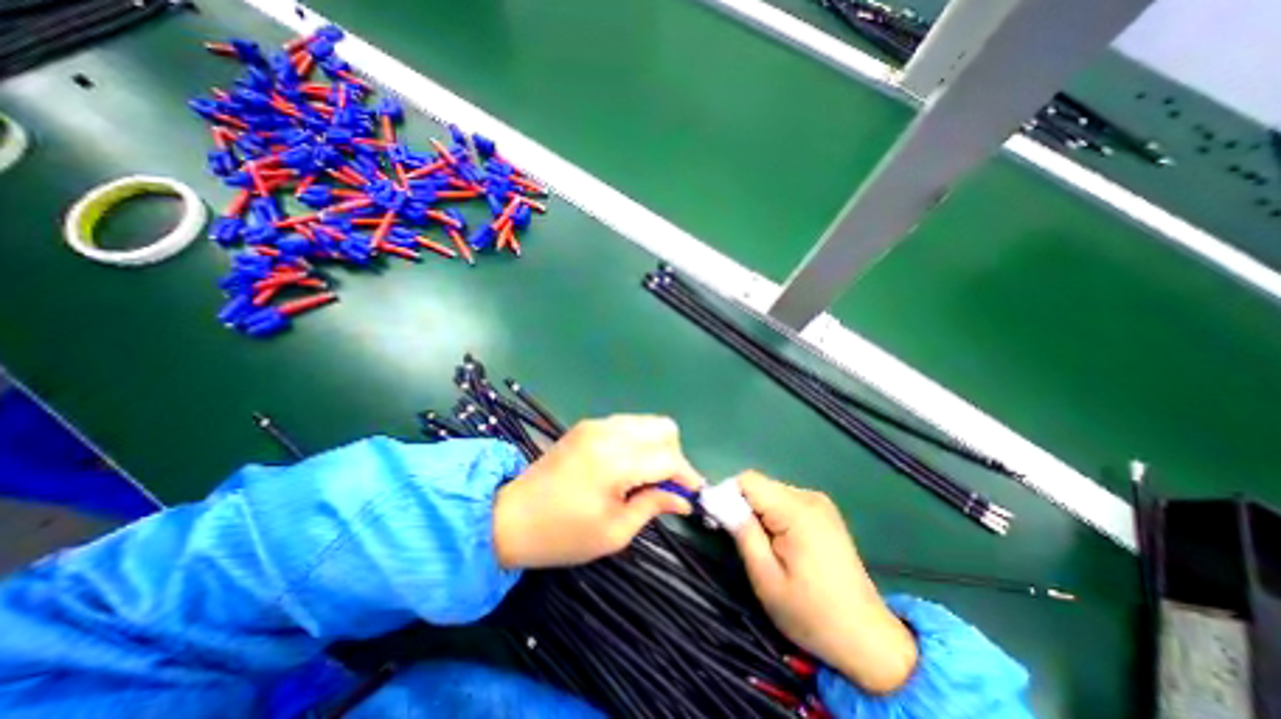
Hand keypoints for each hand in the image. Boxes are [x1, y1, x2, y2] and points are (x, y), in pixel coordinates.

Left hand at [493, 417, 705, 566]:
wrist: (509, 517)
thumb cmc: (562, 534)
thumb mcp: (613, 532)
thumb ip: (653, 506)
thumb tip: (683, 499)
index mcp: (614, 462)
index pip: (668, 458)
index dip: (687, 476)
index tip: (694, 494)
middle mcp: (608, 433)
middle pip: (663, 428)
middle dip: (674, 456)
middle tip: (666, 485)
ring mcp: (596, 424)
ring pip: (647, 422)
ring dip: (657, 446)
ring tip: (647, 477)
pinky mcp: (587, 425)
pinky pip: (628, 424)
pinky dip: (639, 441)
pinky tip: (628, 465)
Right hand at [724, 468, 915, 693]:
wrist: (867, 638)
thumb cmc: (811, 613)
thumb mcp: (766, 579)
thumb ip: (743, 533)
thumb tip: (720, 502)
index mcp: (796, 511)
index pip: (748, 480)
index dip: (728, 495)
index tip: (722, 522)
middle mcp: (809, 497)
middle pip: (760, 486)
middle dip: (744, 507)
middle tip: (742, 541)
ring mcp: (820, 502)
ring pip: (772, 492)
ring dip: (759, 513)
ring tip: (764, 547)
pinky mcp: (824, 511)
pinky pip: (786, 501)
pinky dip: (775, 516)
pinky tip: (782, 544)